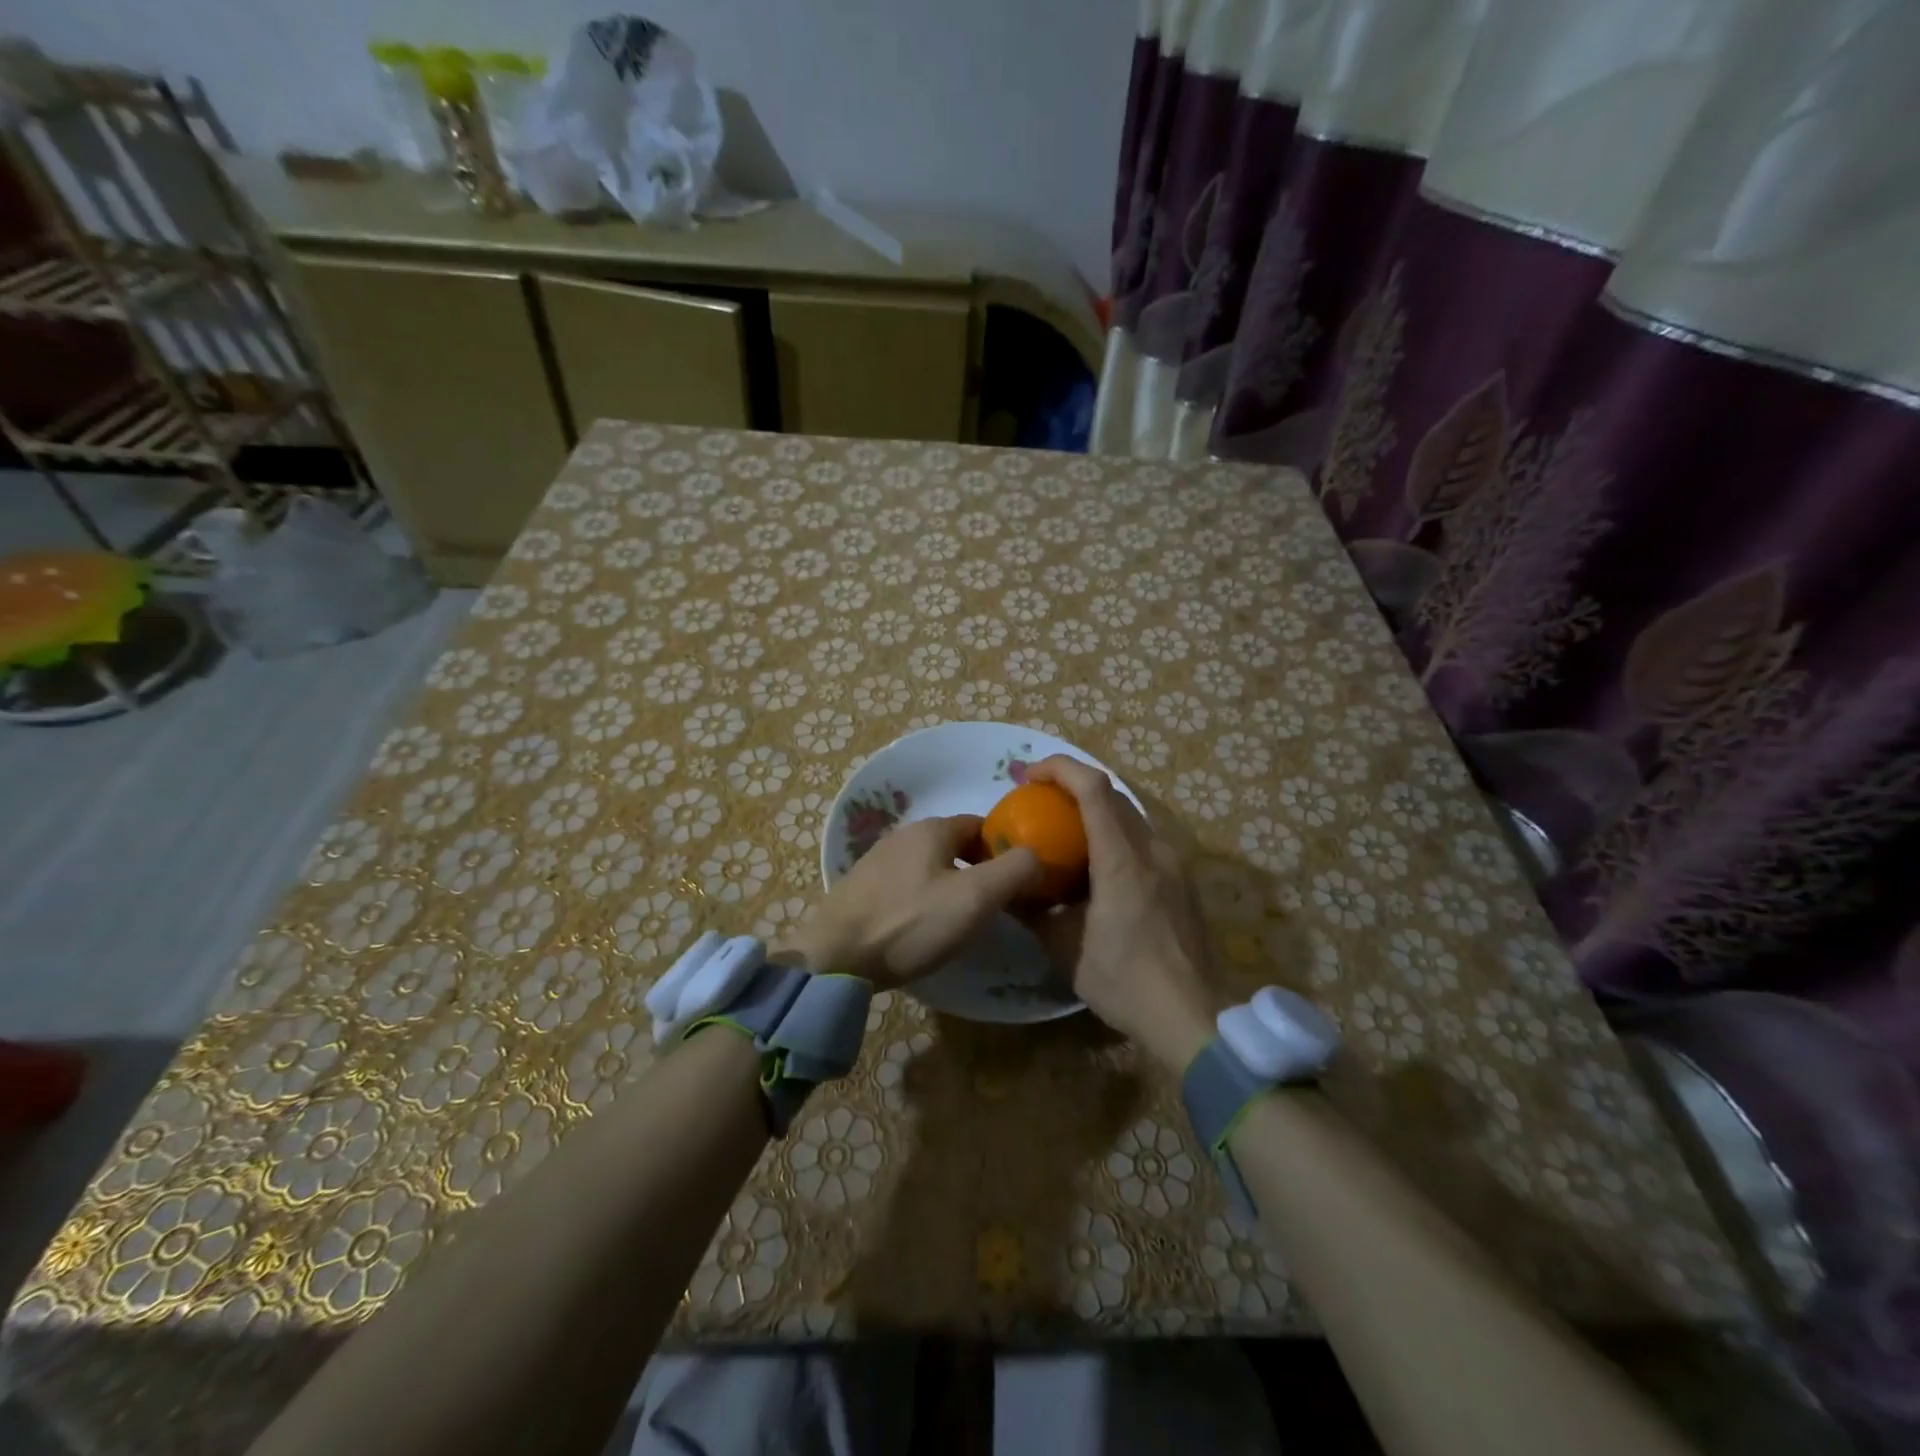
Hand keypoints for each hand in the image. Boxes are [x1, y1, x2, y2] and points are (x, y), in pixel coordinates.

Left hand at [782, 815, 1041, 988]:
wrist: (835, 958)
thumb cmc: (911, 923)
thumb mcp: (975, 898)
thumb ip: (1015, 870)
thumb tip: (1039, 854)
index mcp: (932, 828)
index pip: (982, 825)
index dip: (1005, 848)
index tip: (1020, 879)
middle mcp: (903, 834)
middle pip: (955, 844)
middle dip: (979, 867)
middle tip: (995, 904)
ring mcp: (877, 860)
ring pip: (930, 864)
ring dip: (951, 883)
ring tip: (962, 919)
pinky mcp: (861, 888)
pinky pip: (906, 884)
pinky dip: (923, 897)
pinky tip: (923, 926)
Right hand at [1023, 756, 1218, 1070]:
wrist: (1192, 1018)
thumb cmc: (1125, 981)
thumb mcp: (1066, 949)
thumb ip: (1035, 912)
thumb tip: (1009, 891)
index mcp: (1122, 859)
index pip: (1094, 788)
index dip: (1059, 768)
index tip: (1028, 776)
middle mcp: (1153, 850)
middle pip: (1113, 796)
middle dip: (1072, 787)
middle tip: (1038, 802)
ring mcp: (1173, 864)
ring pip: (1130, 817)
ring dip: (1094, 813)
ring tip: (1064, 833)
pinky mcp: (1181, 882)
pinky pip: (1142, 842)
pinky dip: (1113, 837)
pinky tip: (1095, 868)